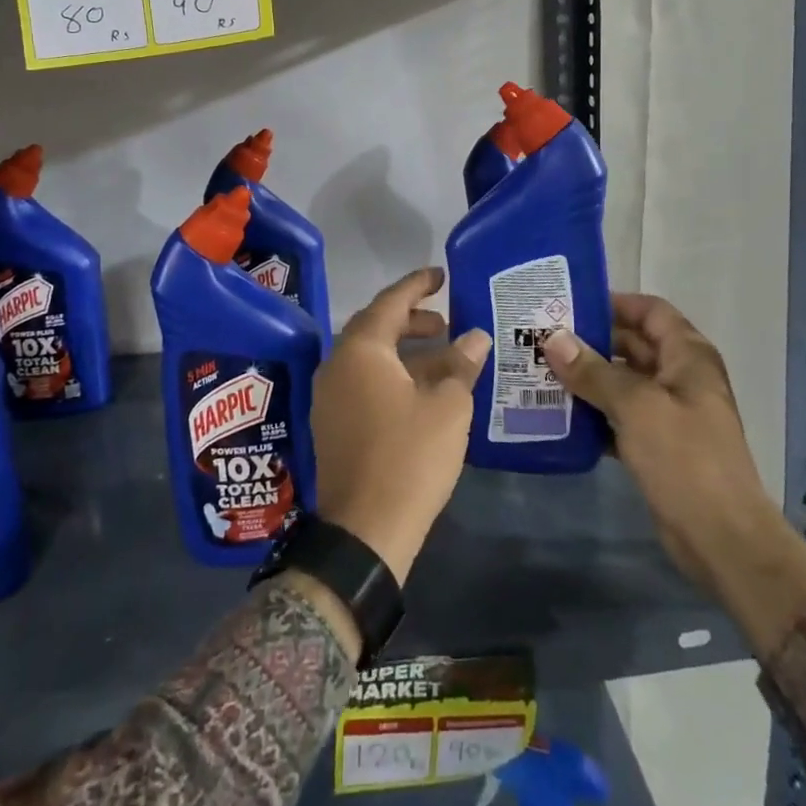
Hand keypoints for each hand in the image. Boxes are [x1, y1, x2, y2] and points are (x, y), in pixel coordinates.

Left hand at [310, 268, 490, 584]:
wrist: (365, 530)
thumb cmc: (410, 456)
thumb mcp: (447, 406)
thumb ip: (461, 364)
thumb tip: (475, 336)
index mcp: (361, 350)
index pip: (390, 302)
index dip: (418, 285)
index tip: (441, 275)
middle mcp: (337, 364)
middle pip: (376, 327)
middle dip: (412, 320)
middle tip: (447, 321)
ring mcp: (330, 396)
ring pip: (370, 357)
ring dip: (404, 350)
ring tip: (442, 355)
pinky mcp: (332, 424)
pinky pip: (363, 382)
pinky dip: (392, 374)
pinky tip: (421, 390)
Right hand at [545, 294, 805, 656]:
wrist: (722, 539)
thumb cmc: (685, 459)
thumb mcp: (636, 406)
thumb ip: (593, 371)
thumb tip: (553, 338)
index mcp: (688, 356)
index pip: (650, 311)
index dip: (614, 303)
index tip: (569, 305)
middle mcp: (681, 377)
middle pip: (632, 345)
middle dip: (591, 341)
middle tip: (543, 339)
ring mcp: (670, 414)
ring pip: (623, 382)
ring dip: (588, 378)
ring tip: (541, 373)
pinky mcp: (658, 447)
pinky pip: (620, 417)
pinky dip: (594, 414)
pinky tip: (560, 417)